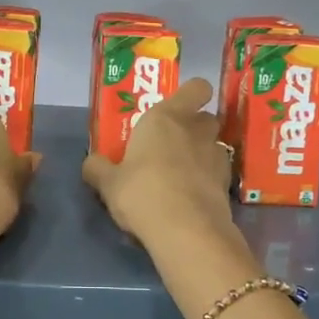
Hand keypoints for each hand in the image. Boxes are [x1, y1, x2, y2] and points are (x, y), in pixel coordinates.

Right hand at [82, 77, 235, 247]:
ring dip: (201, 154)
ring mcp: (216, 157)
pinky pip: (217, 173)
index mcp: (166, 117)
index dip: (191, 95)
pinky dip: (207, 180)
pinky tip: (191, 197)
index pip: (196, 88)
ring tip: (181, 174)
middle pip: (205, 117)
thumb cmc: (142, 193)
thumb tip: (91, 162)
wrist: (186, 231)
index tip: (176, 109)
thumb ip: (98, 168)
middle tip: (171, 145)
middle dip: (193, 127)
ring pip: (213, 145)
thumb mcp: (108, 183)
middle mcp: (195, 130)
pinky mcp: (227, 184)